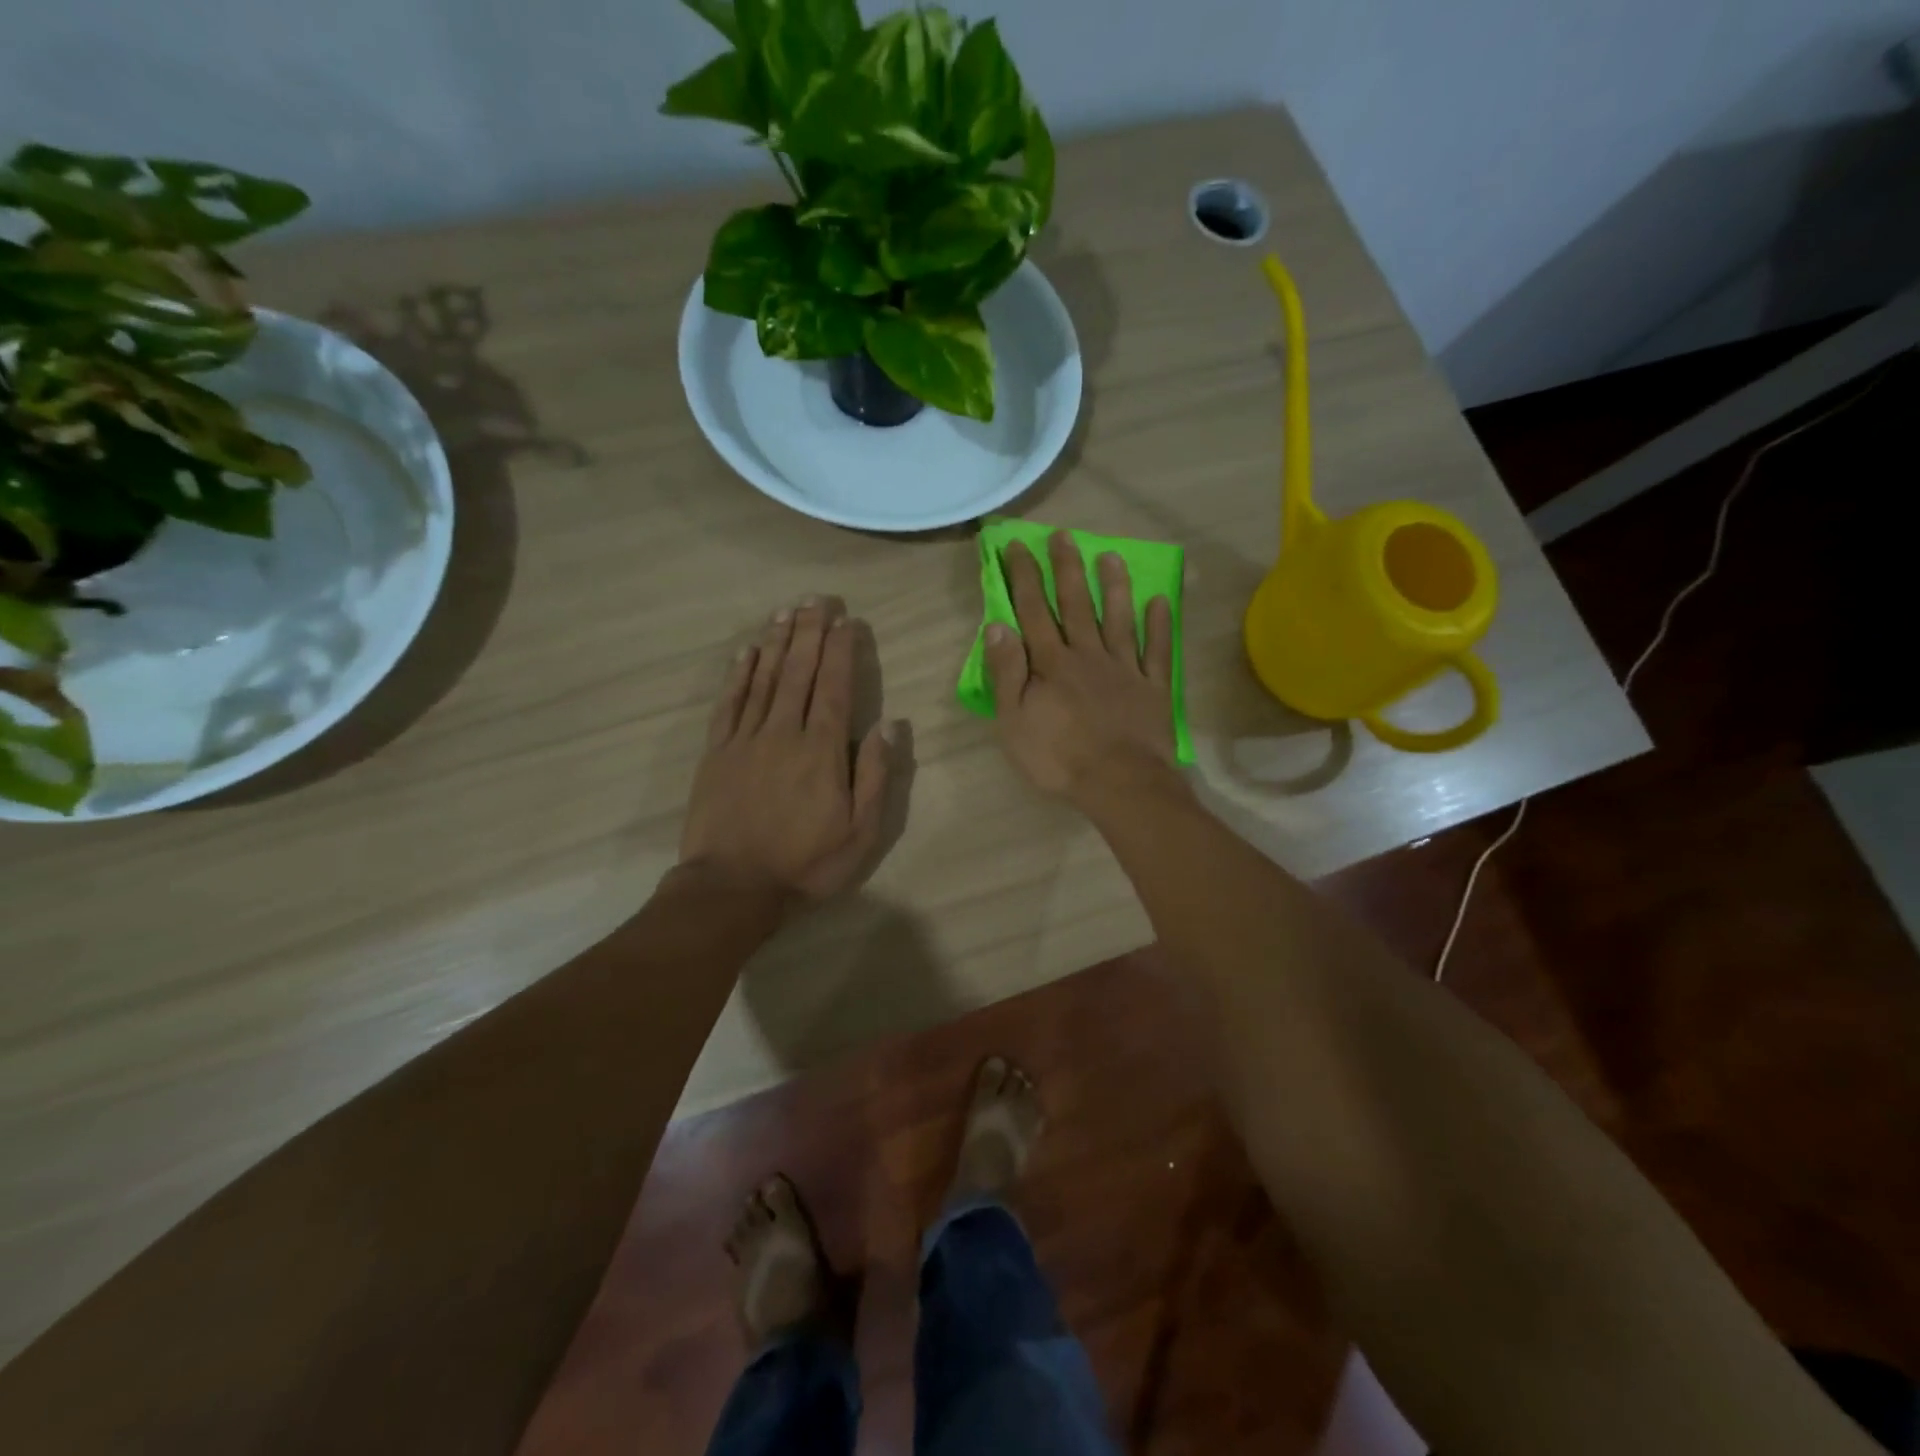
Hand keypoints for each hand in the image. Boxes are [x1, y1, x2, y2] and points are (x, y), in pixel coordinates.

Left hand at [680, 596, 895, 902]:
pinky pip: (730, 703)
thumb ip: (876, 774)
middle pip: (799, 671)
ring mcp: (746, 739)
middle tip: (818, 599)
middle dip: (810, 631)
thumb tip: (891, 723)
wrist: (733, 887)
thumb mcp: (861, 831)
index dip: (842, 650)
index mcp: (822, 750)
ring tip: (787, 611)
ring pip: (764, 679)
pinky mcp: (717, 752)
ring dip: (777, 642)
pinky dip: (739, 674)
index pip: (835, 686)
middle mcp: (784, 732)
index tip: (847, 620)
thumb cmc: (806, 863)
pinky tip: (747, 652)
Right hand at [985, 531, 1179, 800]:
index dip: (1023, 577)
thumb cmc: (1058, 758)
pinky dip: (1159, 625)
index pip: (1033, 611)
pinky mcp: (1153, 688)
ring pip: (1118, 619)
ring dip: (1113, 586)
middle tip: (1064, 536)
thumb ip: (1006, 673)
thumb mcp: (1014, 722)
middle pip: (1075, 605)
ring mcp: (1125, 669)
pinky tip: (1159, 602)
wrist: (1119, 783)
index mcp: (1052, 663)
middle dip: (1066, 568)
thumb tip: (997, 626)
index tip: (1017, 546)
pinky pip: (1157, 651)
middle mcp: (1088, 655)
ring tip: (1111, 556)